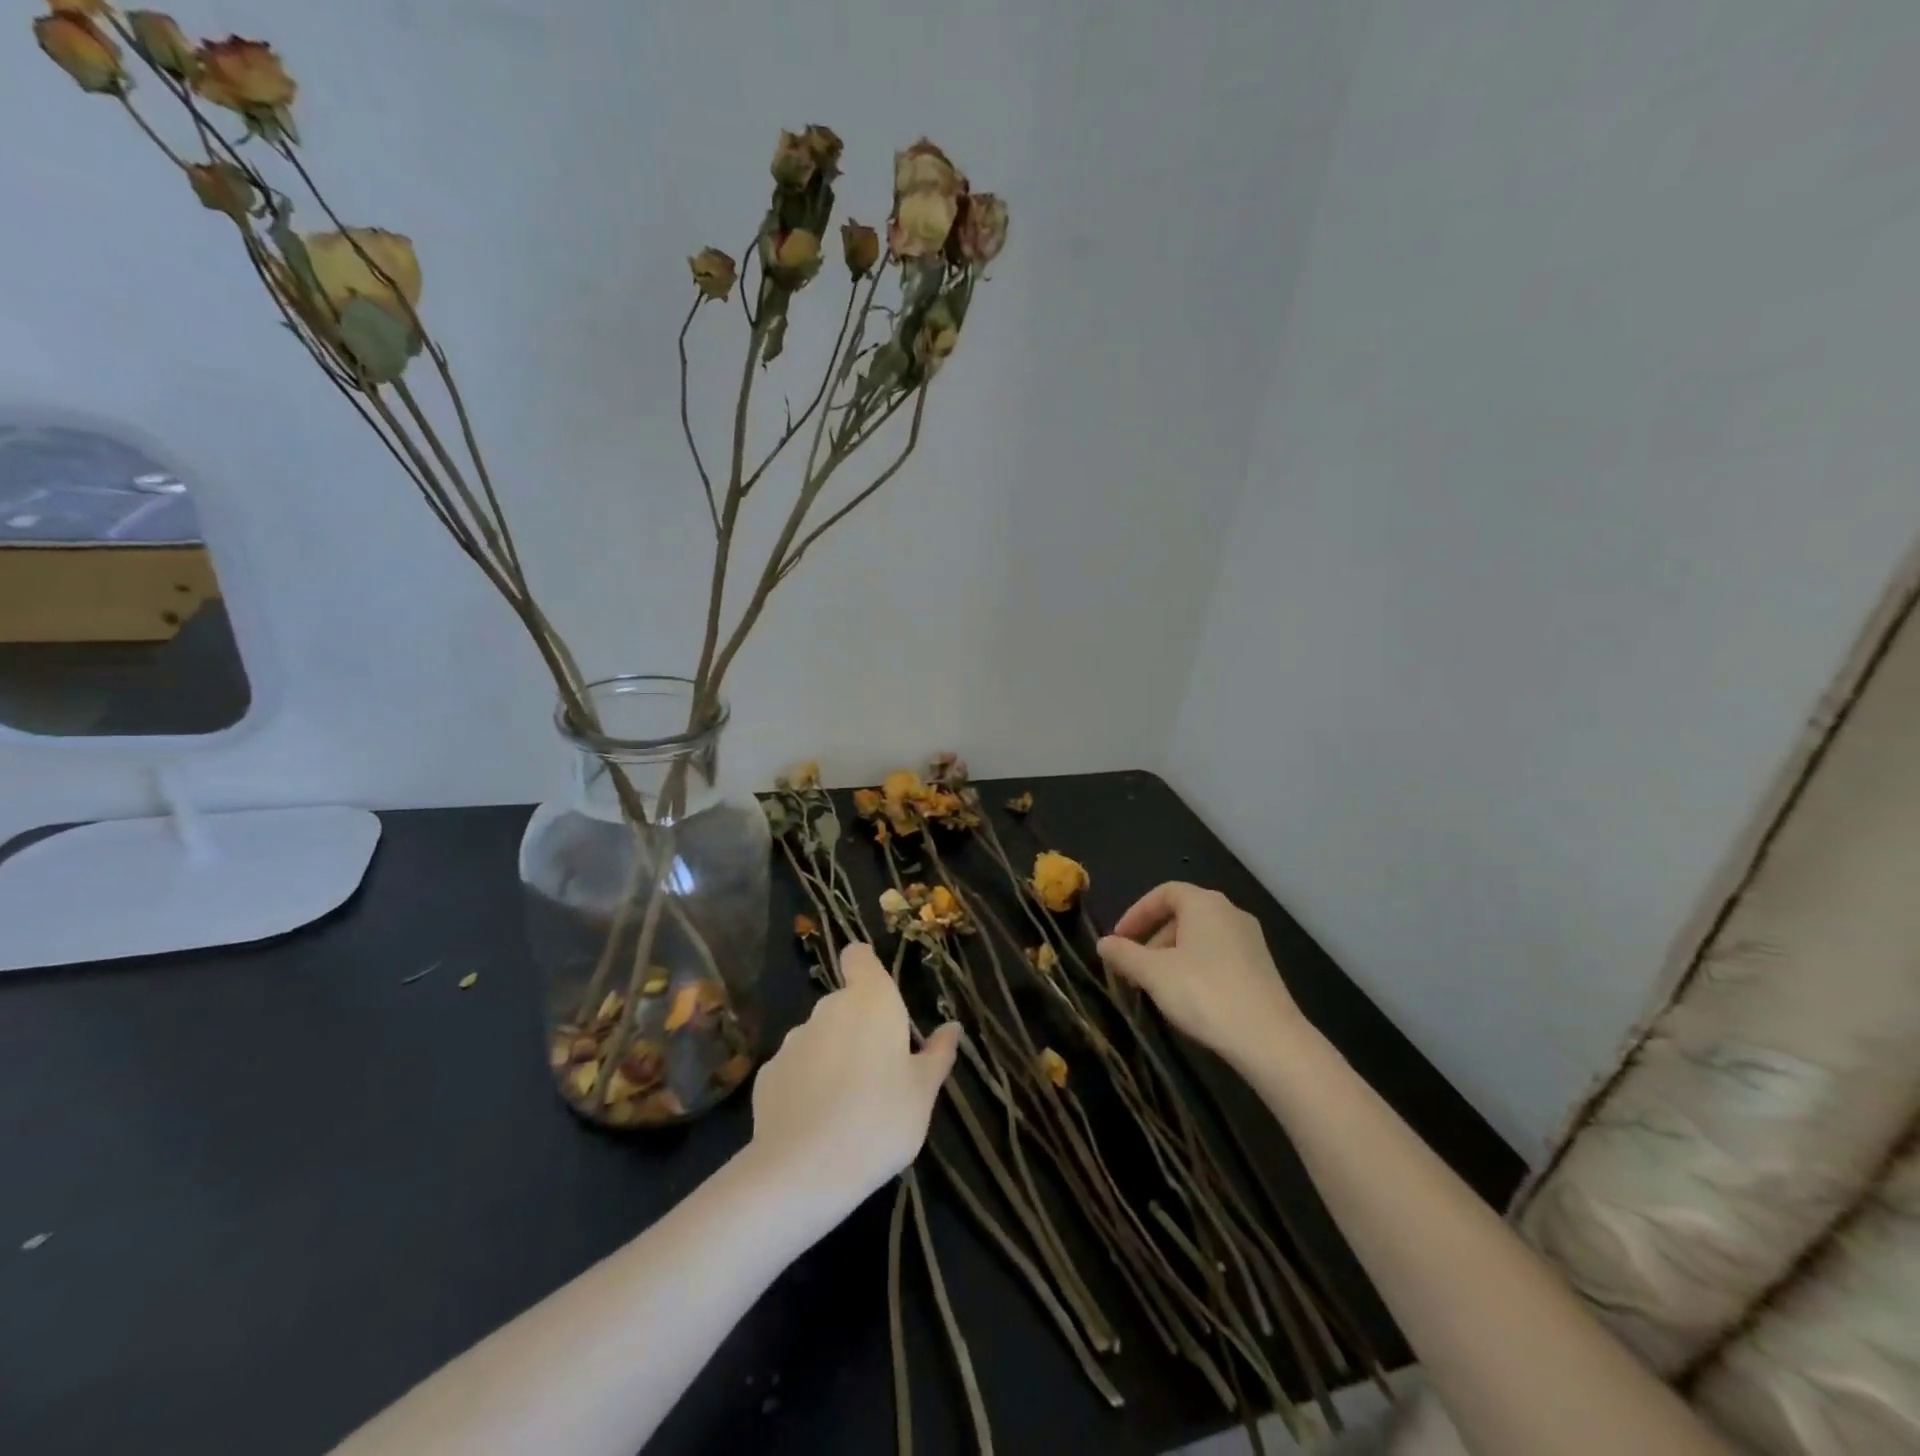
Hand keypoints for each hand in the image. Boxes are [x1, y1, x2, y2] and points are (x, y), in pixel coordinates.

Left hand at [748, 943, 959, 1213]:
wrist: (803, 1171)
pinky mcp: (767, 1075)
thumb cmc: (880, 1120)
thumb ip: (937, 1055)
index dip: (865, 968)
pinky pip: (795, 1070)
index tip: (879, 997)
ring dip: (833, 1057)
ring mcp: (792, 1041)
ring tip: (848, 1105)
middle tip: (880, 1073)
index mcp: (870, 1001)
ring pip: (819, 1038)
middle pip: (844, 1004)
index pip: (858, 956)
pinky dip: (806, 1085)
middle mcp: (828, 1009)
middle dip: (859, 1028)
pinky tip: (816, 1123)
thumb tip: (951, 1028)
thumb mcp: (923, 1092)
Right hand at [1098, 883, 1304, 1070]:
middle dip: (1152, 939)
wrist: (1270, 1039)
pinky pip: (1219, 956)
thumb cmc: (1204, 993)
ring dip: (1172, 956)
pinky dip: (1196, 968)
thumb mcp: (1153, 973)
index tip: (1119, 940)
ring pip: (1200, 938)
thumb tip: (1103, 943)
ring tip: (1156, 987)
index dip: (1137, 913)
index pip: (1164, 893)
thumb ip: (1124, 955)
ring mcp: (1251, 940)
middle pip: (1182, 915)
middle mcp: (1230, 912)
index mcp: (1204, 903)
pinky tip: (1188, 999)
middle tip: (1133, 968)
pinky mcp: (1262, 968)